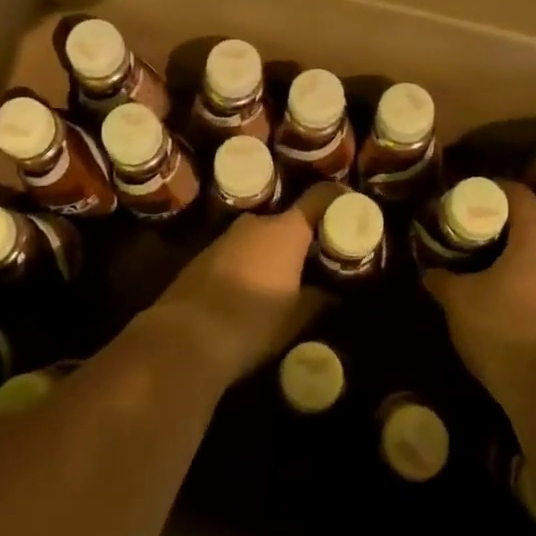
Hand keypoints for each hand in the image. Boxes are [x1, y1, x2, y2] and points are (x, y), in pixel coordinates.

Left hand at [147, 184, 338, 386]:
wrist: (184, 338)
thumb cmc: (252, 322)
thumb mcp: (295, 318)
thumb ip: (318, 300)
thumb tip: (333, 295)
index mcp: (286, 231)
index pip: (320, 197)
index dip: (338, 200)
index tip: (351, 211)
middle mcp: (256, 224)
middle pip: (288, 221)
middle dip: (303, 238)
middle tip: (317, 261)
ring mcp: (226, 237)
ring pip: (261, 237)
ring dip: (274, 253)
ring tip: (285, 280)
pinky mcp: (203, 256)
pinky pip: (238, 252)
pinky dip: (250, 264)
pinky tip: (250, 292)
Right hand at [422, 182, 535, 415]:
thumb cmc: (505, 329)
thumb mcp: (459, 299)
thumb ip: (441, 278)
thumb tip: (429, 271)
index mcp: (534, 239)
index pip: (518, 193)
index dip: (490, 186)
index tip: (461, 192)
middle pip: (521, 220)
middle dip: (487, 219)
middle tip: (454, 223)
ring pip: (523, 251)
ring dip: (494, 249)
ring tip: (461, 254)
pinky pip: (526, 276)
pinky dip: (502, 272)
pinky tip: (478, 286)